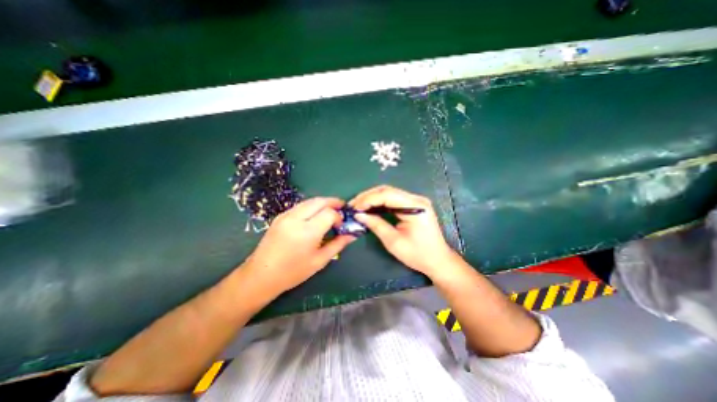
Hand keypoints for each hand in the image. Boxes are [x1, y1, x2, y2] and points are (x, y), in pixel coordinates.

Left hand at [244, 198, 354, 295]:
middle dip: (333, 202)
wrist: (261, 275)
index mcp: (307, 232)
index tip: (341, 225)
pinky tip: (315, 215)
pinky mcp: (280, 216)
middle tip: (342, 208)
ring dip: (323, 203)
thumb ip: (338, 244)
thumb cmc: (293, 272)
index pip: (329, 213)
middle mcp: (296, 219)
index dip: (338, 216)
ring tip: (330, 211)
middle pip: (320, 201)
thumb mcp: (320, 260)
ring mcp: (286, 215)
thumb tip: (352, 235)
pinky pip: (301, 205)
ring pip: (310, 201)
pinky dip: (312, 206)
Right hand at [351, 183, 455, 275]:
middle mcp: (416, 199)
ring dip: (372, 198)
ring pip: (389, 193)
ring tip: (358, 206)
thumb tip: (359, 215)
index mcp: (415, 206)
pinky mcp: (412, 205)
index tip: (354, 207)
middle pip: (387, 190)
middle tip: (353, 205)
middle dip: (368, 197)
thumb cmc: (418, 254)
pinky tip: (370, 208)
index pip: (387, 195)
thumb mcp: (394, 242)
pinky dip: (379, 203)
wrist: (437, 260)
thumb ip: (376, 225)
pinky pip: (393, 199)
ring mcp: (415, 201)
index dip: (368, 199)